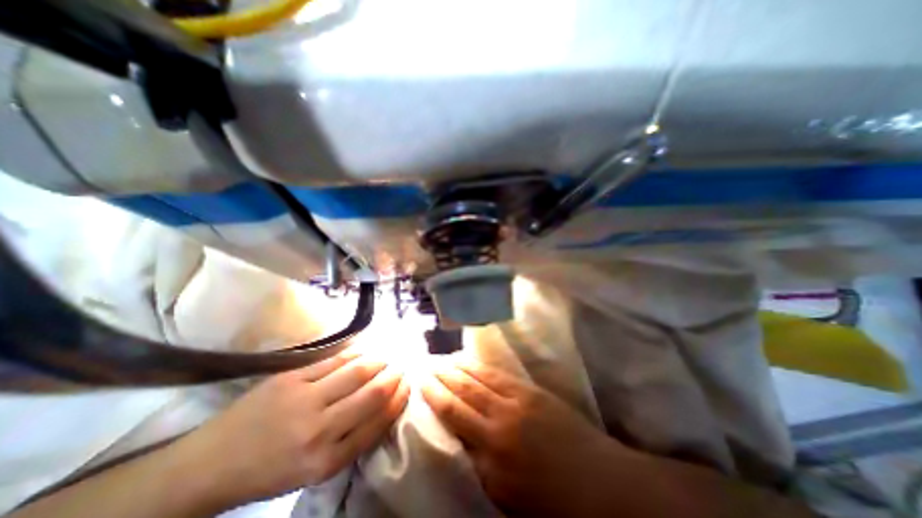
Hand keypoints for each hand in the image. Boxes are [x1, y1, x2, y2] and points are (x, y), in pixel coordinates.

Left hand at [172, 351, 406, 510]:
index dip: (398, 400)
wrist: (209, 465)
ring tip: (388, 357)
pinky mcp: (291, 378)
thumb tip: (384, 406)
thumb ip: (352, 439)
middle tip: (402, 367)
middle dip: (394, 377)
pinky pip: (335, 360)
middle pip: (372, 393)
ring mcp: (304, 399)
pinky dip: (356, 353)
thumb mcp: (315, 469)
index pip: (378, 422)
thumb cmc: (269, 470)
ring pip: (357, 371)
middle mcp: (320, 430)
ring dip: (379, 361)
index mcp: (327, 461)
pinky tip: (365, 350)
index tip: (408, 386)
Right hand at [420, 364, 621, 517]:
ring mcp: (517, 403)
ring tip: (443, 359)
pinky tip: (471, 361)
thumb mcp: (507, 496)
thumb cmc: (553, 502)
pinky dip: (481, 367)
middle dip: (442, 378)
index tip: (422, 384)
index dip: (435, 398)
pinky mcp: (532, 392)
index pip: (453, 419)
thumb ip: (480, 466)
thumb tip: (460, 439)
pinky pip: (499, 375)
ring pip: (479, 380)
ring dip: (458, 368)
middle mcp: (499, 424)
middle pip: (462, 394)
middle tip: (427, 365)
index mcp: (491, 458)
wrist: (602, 485)